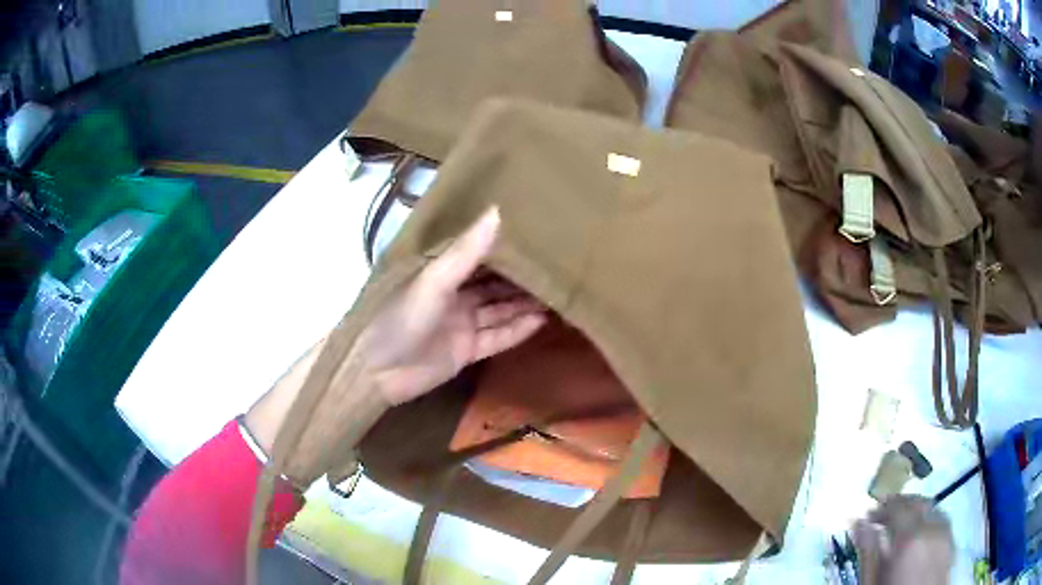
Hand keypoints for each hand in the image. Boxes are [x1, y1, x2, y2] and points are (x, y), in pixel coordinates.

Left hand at [246, 207, 546, 458]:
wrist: (377, 372)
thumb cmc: (399, 318)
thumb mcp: (433, 281)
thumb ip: (467, 251)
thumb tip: (498, 212)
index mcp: (441, 274)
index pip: (479, 256)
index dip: (505, 247)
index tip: (534, 234)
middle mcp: (454, 296)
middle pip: (494, 285)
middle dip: (521, 278)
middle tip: (556, 266)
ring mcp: (461, 325)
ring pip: (500, 311)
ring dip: (524, 304)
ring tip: (559, 293)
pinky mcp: (466, 351)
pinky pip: (497, 338)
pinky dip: (518, 330)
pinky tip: (542, 320)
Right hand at [852, 496, 953, 584]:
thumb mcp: (872, 581)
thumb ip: (868, 552)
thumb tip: (859, 523)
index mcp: (910, 537)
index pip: (897, 508)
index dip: (882, 508)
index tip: (867, 515)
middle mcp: (932, 528)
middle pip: (918, 503)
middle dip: (901, 505)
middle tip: (883, 515)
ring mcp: (946, 535)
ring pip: (932, 509)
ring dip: (916, 511)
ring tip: (902, 523)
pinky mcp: (951, 543)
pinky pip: (942, 521)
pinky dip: (930, 520)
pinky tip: (921, 533)